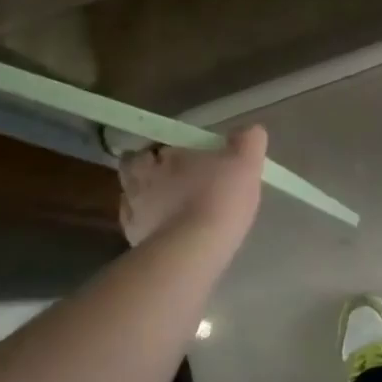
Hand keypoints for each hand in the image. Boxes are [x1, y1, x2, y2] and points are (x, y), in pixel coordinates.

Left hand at [118, 126, 266, 251]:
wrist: (193, 250)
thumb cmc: (219, 197)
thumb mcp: (246, 162)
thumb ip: (248, 141)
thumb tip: (250, 130)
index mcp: (166, 156)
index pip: (156, 146)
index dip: (166, 151)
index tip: (180, 157)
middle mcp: (141, 180)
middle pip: (133, 170)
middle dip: (147, 171)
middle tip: (168, 178)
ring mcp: (133, 212)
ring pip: (131, 199)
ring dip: (145, 199)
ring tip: (167, 208)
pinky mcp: (133, 241)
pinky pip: (137, 227)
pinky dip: (148, 226)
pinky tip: (166, 231)